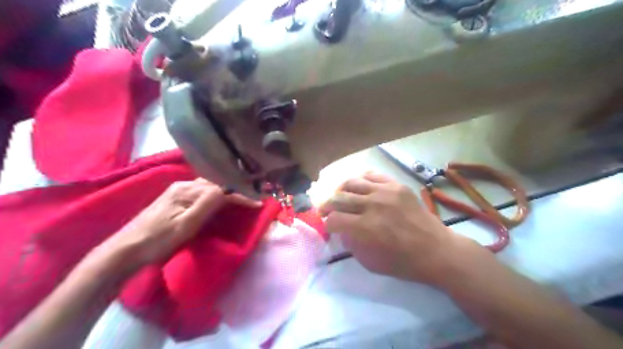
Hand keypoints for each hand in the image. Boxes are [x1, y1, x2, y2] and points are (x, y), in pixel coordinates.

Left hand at [90, 179, 260, 271]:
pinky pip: (200, 192)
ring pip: (208, 187)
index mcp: (187, 190)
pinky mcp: (173, 199)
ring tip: (239, 198)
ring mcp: (177, 191)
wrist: (124, 251)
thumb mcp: (186, 225)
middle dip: (235, 190)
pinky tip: (217, 201)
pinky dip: (214, 195)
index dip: (241, 196)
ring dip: (225, 191)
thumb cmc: (158, 241)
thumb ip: (208, 204)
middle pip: (215, 183)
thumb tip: (229, 189)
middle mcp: (183, 185)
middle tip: (251, 198)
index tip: (258, 204)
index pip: (221, 189)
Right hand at [321, 172, 478, 285]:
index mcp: (365, 228)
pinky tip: (359, 188)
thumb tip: (340, 228)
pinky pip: (372, 175)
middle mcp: (373, 205)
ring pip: (352, 182)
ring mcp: (386, 192)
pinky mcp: (396, 185)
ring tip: (341, 197)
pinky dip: (361, 181)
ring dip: (341, 190)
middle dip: (327, 206)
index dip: (326, 224)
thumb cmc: (403, 262)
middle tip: (326, 211)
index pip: (334, 219)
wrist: (436, 250)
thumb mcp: (370, 262)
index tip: (328, 227)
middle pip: (338, 198)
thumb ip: (350, 243)